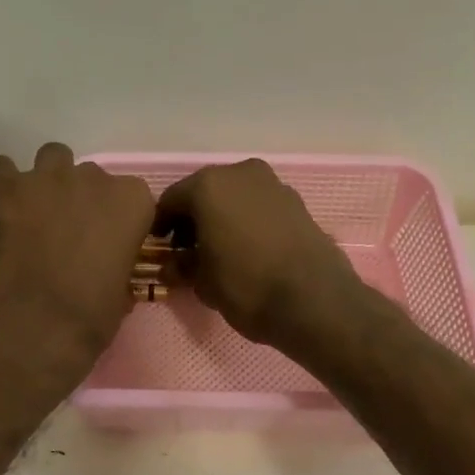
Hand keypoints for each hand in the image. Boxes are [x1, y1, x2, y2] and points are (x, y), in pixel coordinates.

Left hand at [0, 143, 154, 372]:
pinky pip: (2, 169)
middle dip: (83, 198)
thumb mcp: (122, 292)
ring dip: (49, 180)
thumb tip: (108, 270)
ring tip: (39, 210)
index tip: (112, 242)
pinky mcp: (7, 191)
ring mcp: (48, 180)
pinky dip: (4, 183)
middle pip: (91, 176)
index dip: (120, 220)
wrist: (37, 326)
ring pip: (52, 158)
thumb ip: (118, 265)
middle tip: (71, 232)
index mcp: (132, 202)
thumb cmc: (92, 316)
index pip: (134, 197)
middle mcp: (93, 179)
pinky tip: (4, 206)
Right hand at [156, 159, 360, 349]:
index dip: (161, 227)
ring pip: (234, 198)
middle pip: (204, 193)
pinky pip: (259, 207)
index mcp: (208, 186)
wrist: (315, 301)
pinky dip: (248, 221)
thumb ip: (182, 267)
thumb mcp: (203, 283)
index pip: (170, 201)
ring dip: (222, 219)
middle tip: (188, 252)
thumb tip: (172, 266)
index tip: (159, 250)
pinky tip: (248, 250)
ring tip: (220, 252)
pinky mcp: (297, 202)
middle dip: (193, 220)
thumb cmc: (247, 286)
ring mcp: (273, 184)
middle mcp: (240, 173)